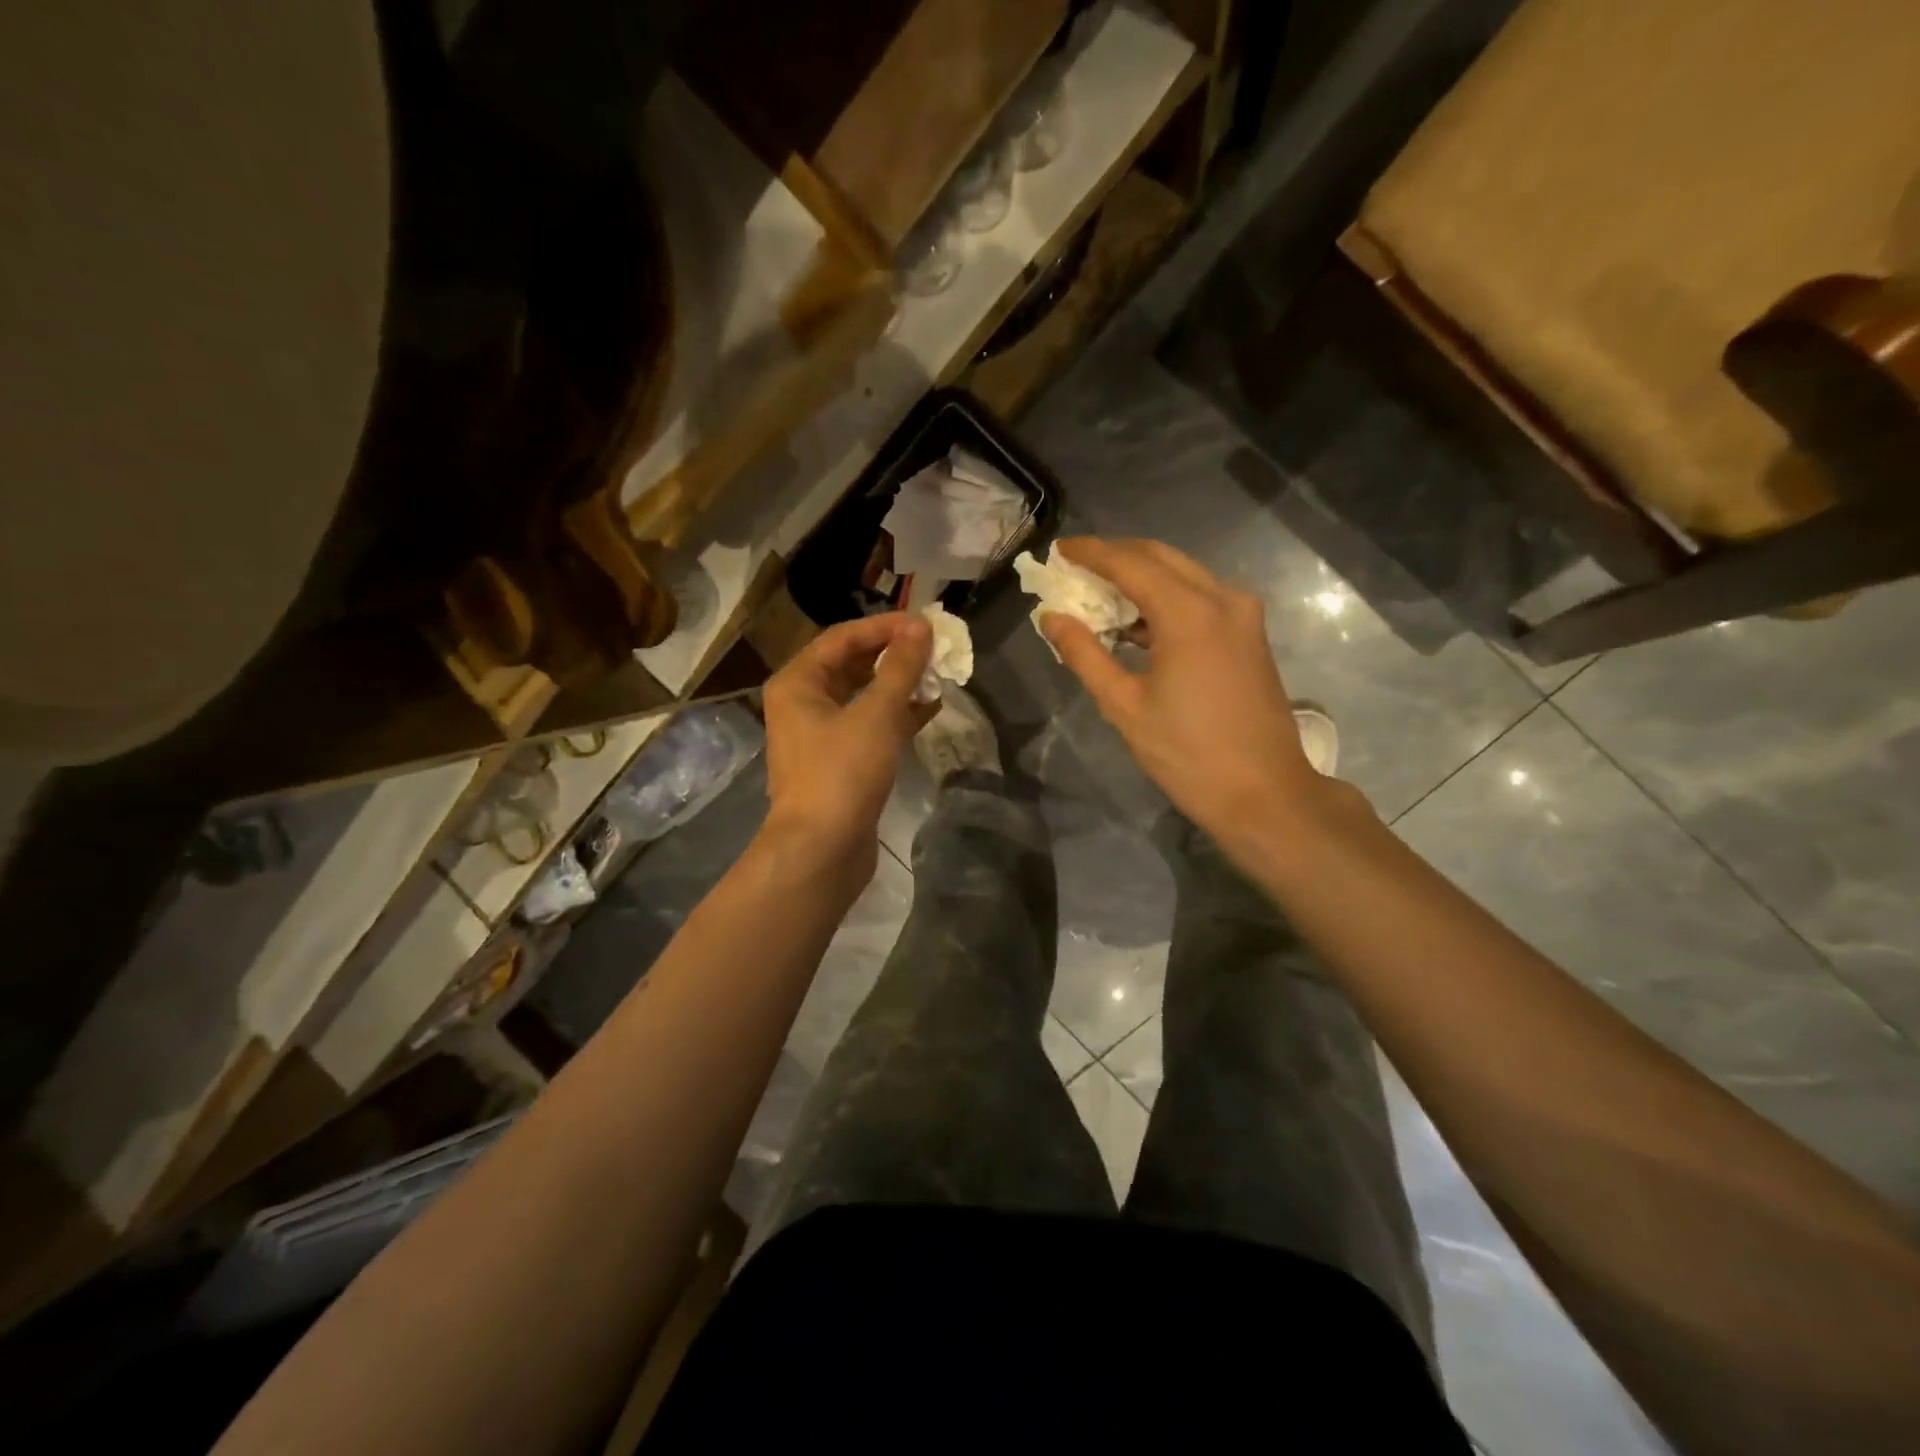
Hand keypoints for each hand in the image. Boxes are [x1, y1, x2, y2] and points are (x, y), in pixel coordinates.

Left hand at [760, 612, 935, 882]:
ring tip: (939, 674)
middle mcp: (804, 703)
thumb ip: (901, 668)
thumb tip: (921, 627)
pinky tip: (931, 708)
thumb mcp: (876, 714)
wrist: (822, 850)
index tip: (926, 624)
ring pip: (864, 696)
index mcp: (798, 683)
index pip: (844, 638)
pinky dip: (898, 715)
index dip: (885, 626)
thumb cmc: (842, 773)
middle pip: (852, 665)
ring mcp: (821, 735)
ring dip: (899, 685)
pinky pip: (871, 725)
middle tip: (935, 648)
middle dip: (894, 655)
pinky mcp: (841, 762)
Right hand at [1041, 537, 1354, 849]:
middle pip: (1160, 557)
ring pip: (1183, 574)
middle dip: (1116, 557)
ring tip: (1099, 595)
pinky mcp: (1250, 634)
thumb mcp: (1124, 706)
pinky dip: (1165, 599)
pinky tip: (1136, 624)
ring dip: (1141, 577)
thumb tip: (1052, 617)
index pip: (1130, 563)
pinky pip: (1201, 597)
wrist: (1264, 793)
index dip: (1090, 552)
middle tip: (1075, 568)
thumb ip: (1084, 654)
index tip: (1058, 550)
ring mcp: (1243, 615)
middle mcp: (1222, 599)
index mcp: (1189, 613)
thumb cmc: (1187, 754)